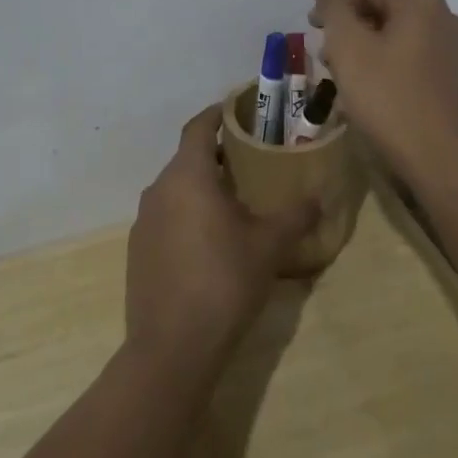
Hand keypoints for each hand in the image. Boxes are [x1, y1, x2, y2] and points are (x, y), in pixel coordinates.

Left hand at [124, 105, 318, 382]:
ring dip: (203, 187)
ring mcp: (143, 222)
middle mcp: (159, 190)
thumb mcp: (269, 246)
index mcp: (187, 176)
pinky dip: (188, 214)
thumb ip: (295, 215)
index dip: (217, 114)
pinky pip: (166, 217)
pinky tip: (211, 241)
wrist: (172, 347)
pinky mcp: (138, 251)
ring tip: (236, 202)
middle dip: (218, 155)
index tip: (238, 111)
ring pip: (176, 189)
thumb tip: (319, 196)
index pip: (198, 127)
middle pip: (188, 158)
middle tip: (252, 161)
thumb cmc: (223, 281)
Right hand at [309, 0, 457, 184]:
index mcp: (420, 4)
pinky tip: (373, 96)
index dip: (334, 6)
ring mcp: (455, 50)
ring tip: (344, 81)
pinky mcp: (456, 80)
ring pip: (398, 38)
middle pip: (384, 11)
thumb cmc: (391, 100)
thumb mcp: (350, 49)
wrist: (447, 161)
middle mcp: (444, 18)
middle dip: (349, 31)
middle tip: (326, 60)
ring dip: (366, 52)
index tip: (312, 32)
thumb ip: (334, 9)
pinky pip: (413, 61)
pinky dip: (388, 69)